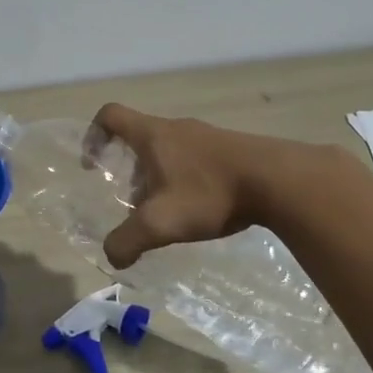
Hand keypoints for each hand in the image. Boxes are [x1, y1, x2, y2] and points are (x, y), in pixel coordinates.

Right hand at [89, 104, 277, 268]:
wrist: (278, 181)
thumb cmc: (210, 193)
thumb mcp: (161, 223)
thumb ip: (127, 241)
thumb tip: (111, 257)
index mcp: (153, 135)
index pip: (111, 115)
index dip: (93, 134)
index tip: (94, 162)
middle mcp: (176, 128)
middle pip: (139, 136)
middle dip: (128, 167)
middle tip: (133, 199)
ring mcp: (205, 136)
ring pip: (168, 149)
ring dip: (157, 175)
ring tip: (167, 210)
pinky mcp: (229, 148)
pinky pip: (194, 157)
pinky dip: (185, 178)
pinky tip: (199, 208)